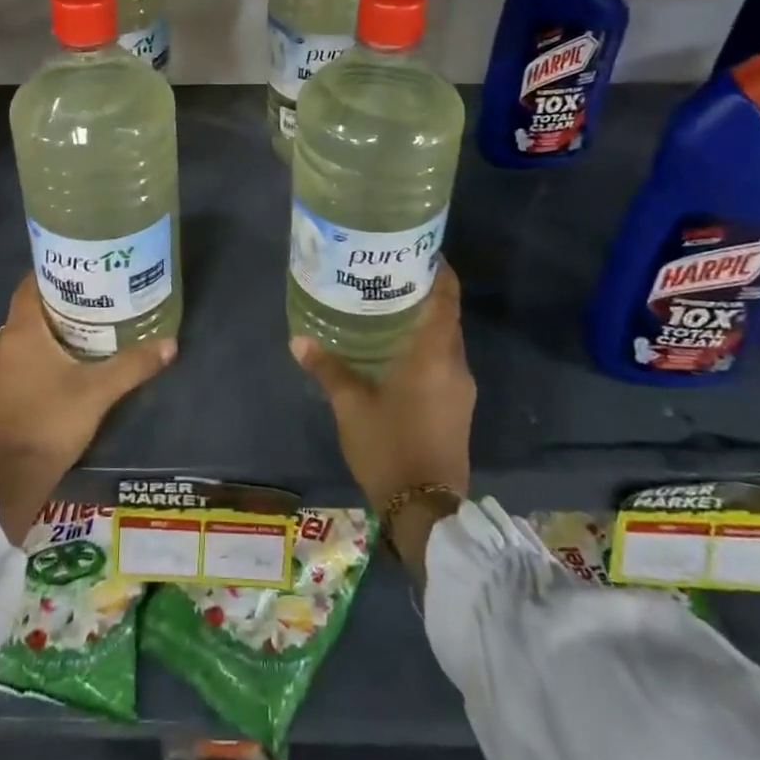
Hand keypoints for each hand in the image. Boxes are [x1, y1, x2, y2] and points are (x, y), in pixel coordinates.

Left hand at [0, 274, 177, 544]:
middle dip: (54, 311)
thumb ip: (133, 365)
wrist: (7, 483)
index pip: (29, 286)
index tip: (78, 274)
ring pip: (16, 344)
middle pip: (26, 315)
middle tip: (88, 309)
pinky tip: (51, 377)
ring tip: (74, 343)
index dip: (51, 275)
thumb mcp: (99, 392)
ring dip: (40, 341)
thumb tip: (171, 343)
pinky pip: (7, 368)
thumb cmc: (51, 424)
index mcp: (20, 333)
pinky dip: (27, 365)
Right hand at [292, 262, 473, 580]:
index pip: (446, 298)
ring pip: (446, 341)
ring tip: (388, 308)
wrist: (425, 510)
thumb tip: (299, 340)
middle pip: (446, 316)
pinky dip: (426, 348)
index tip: (420, 250)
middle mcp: (455, 365)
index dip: (440, 270)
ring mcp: (461, 389)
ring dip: (424, 322)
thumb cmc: (389, 447)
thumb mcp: (351, 406)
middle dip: (424, 293)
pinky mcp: (458, 408)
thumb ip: (328, 369)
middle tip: (389, 275)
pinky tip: (397, 351)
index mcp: (434, 355)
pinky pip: (445, 363)